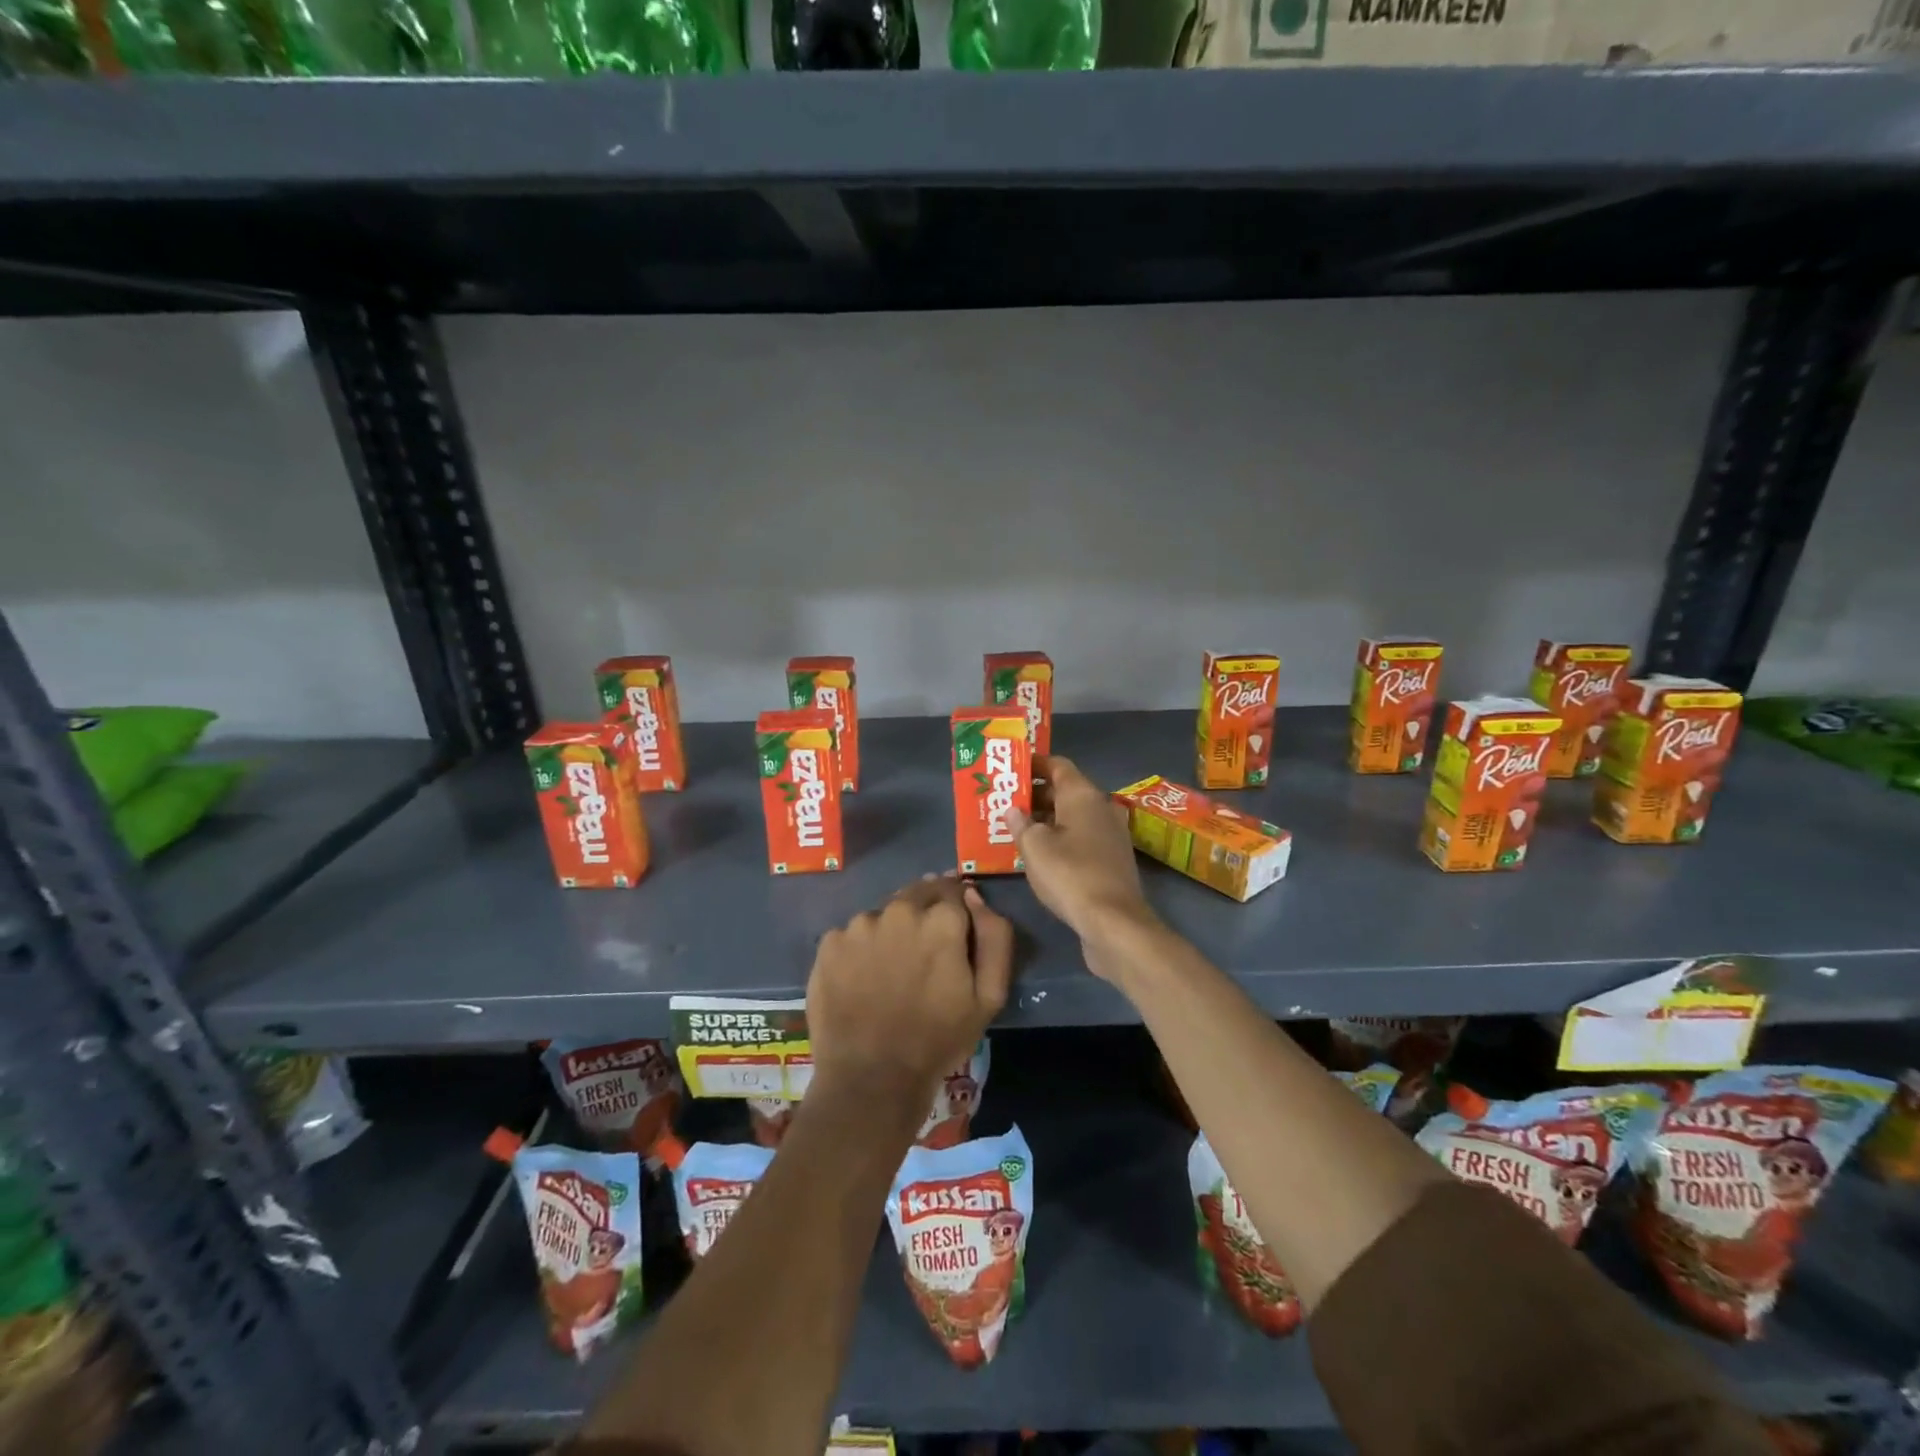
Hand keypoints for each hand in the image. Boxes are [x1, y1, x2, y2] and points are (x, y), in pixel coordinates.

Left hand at [806, 875, 1012, 1111]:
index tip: (955, 935)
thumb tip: (974, 896)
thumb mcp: (989, 996)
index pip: (954, 891)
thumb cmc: (938, 1040)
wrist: (871, 1079)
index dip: (957, 911)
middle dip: (926, 912)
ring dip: (892, 930)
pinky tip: (863, 980)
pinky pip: (852, 935)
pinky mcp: (829, 943)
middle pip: (918, 894)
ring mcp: (859, 925)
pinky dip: (861, 949)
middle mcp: (898, 910)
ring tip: (891, 970)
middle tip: (924, 952)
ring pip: (884, 914)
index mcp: (941, 920)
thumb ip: (994, 937)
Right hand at [1010, 756, 1157, 979]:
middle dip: (1035, 795)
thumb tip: (1014, 810)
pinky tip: (1040, 855)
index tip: (1011, 770)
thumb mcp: (1035, 847)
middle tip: (1006, 803)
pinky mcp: (1112, 859)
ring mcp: (1111, 834)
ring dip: (1047, 820)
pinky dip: (1061, 839)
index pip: (1058, 765)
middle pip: (1065, 791)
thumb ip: (1021, 824)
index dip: (1033, 765)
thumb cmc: (1070, 875)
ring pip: (1073, 817)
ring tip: (1016, 829)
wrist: (1114, 922)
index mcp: (1083, 795)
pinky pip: (1081, 838)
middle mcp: (1101, 807)